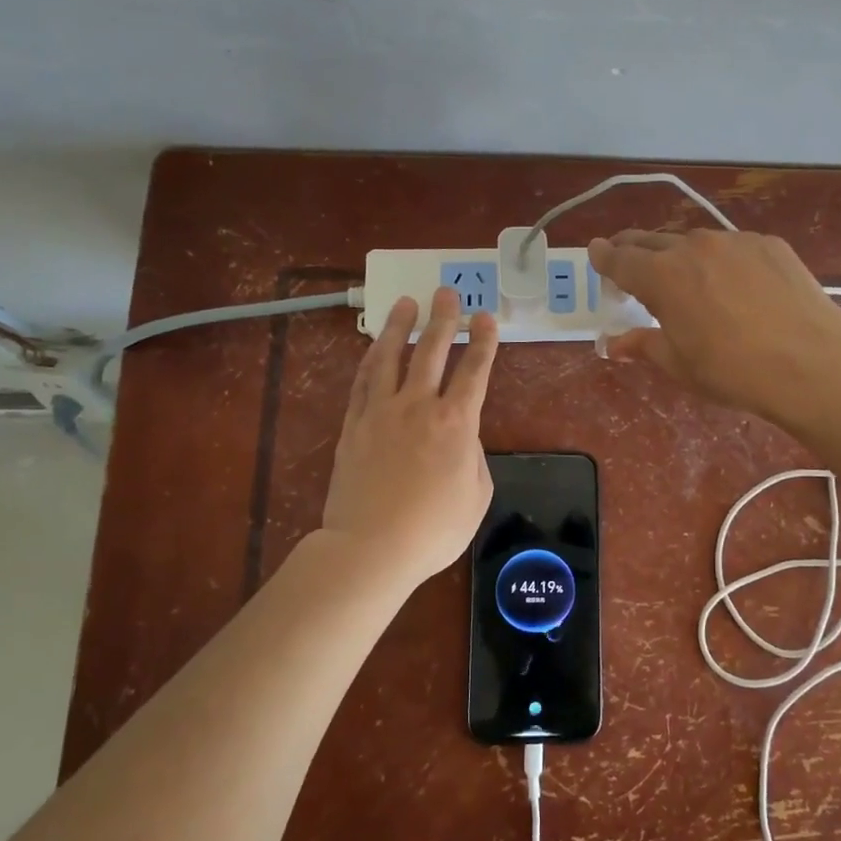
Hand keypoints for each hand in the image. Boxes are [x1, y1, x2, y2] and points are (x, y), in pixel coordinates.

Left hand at [321, 288, 499, 588]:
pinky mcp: (353, 425)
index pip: (475, 371)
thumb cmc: (434, 529)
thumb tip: (463, 438)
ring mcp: (381, 412)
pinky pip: (363, 382)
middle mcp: (419, 406)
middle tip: (446, 293)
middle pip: (432, 351)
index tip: (486, 318)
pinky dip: (371, 359)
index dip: (483, 342)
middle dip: (443, 319)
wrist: (371, 548)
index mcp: (456, 423)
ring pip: (391, 356)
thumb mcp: (477, 497)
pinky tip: (375, 346)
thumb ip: (475, 459)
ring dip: (400, 326)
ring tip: (406, 303)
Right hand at [587, 229, 840, 421]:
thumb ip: (643, 344)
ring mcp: (734, 241)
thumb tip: (613, 343)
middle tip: (627, 263)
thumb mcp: (679, 364)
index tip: (596, 253)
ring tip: (686, 278)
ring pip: (694, 241)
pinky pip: (732, 247)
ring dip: (679, 255)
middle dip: (633, 250)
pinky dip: (722, 260)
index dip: (603, 257)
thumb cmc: (733, 371)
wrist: (811, 362)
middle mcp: (693, 247)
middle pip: (651, 241)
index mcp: (662, 276)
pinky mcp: (769, 244)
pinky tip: (736, 285)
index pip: (619, 259)